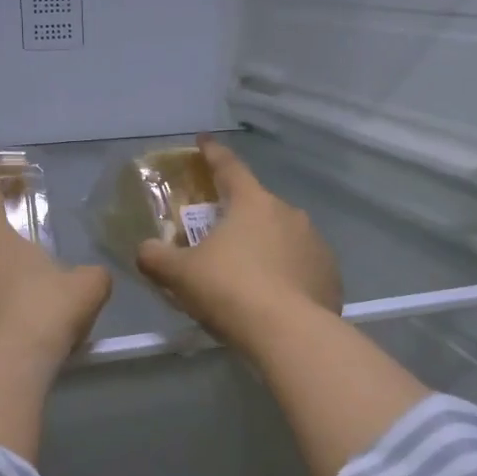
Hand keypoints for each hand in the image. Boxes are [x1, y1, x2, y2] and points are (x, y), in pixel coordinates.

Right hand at [137, 136, 342, 350]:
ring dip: (265, 248)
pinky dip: (287, 275)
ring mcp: (315, 243)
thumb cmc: (230, 291)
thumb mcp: (180, 275)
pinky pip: (301, 267)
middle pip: (257, 206)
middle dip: (238, 216)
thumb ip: (156, 258)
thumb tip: (145, 250)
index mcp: (252, 203)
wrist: (289, 334)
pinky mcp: (330, 275)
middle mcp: (289, 213)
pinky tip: (274, 299)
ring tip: (248, 276)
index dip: (212, 153)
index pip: (229, 167)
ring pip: (282, 237)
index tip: (204, 141)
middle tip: (218, 237)